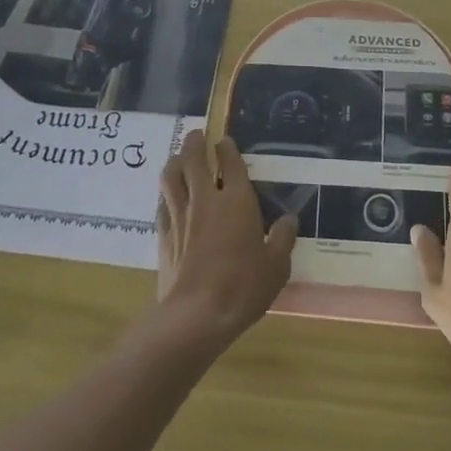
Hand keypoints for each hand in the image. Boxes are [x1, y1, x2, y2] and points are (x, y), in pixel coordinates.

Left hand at [154, 130, 296, 350]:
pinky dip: (165, 193)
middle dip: (194, 142)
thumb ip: (282, 239)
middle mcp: (205, 199)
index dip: (227, 148)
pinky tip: (167, 196)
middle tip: (196, 135)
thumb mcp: (276, 267)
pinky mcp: (164, 235)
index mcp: (236, 200)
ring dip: (174, 161)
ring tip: (177, 157)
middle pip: (193, 159)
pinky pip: (161, 203)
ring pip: (171, 176)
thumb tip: (288, 220)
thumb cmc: (242, 287)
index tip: (224, 141)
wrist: (195, 315)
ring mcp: (180, 216)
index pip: (230, 162)